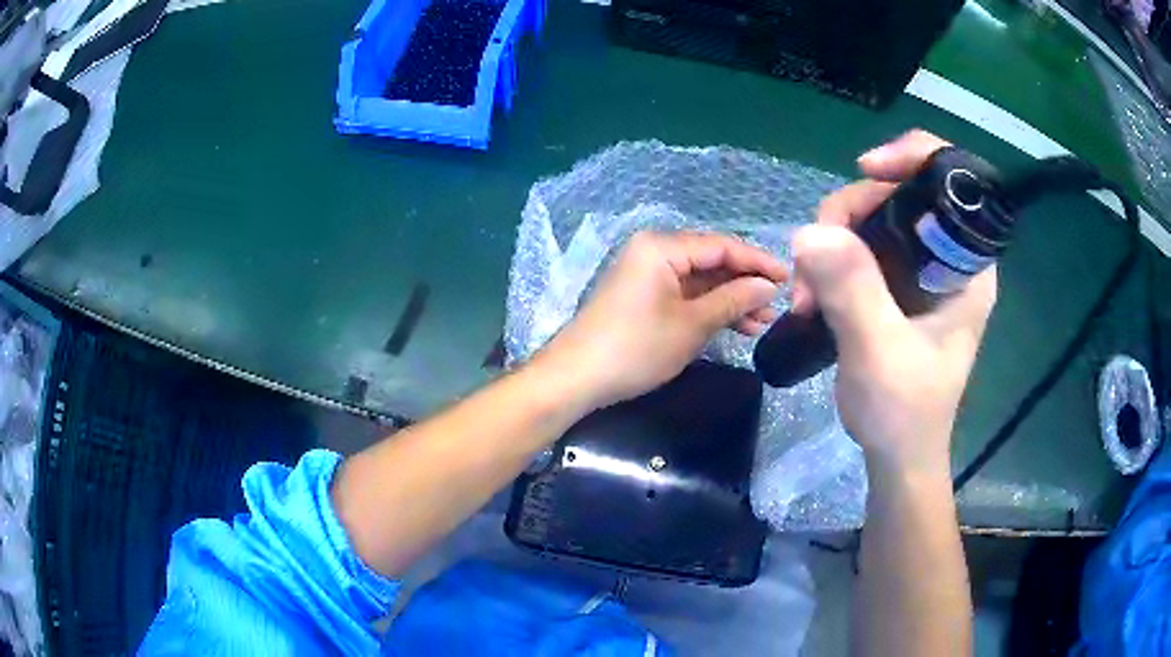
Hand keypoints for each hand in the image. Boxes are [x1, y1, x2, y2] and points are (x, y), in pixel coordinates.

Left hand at [535, 231, 786, 411]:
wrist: (577, 378)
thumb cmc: (636, 348)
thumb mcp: (692, 324)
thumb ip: (733, 299)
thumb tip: (767, 286)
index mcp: (661, 246)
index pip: (721, 245)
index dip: (757, 261)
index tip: (788, 277)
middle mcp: (653, 251)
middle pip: (710, 261)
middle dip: (745, 284)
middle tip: (777, 306)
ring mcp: (646, 274)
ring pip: (699, 281)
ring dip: (730, 300)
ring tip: (762, 322)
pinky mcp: (642, 296)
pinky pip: (684, 295)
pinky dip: (708, 309)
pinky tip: (735, 326)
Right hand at [793, 130, 997, 475]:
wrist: (897, 454)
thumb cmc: (904, 413)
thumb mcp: (880, 353)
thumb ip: (854, 291)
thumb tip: (810, 230)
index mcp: (967, 267)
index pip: (952, 181)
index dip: (912, 157)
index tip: (865, 170)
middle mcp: (947, 258)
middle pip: (900, 193)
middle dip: (851, 214)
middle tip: (814, 260)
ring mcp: (920, 270)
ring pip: (873, 218)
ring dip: (832, 243)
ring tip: (806, 296)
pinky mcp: (896, 284)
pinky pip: (860, 246)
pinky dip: (830, 261)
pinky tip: (812, 296)